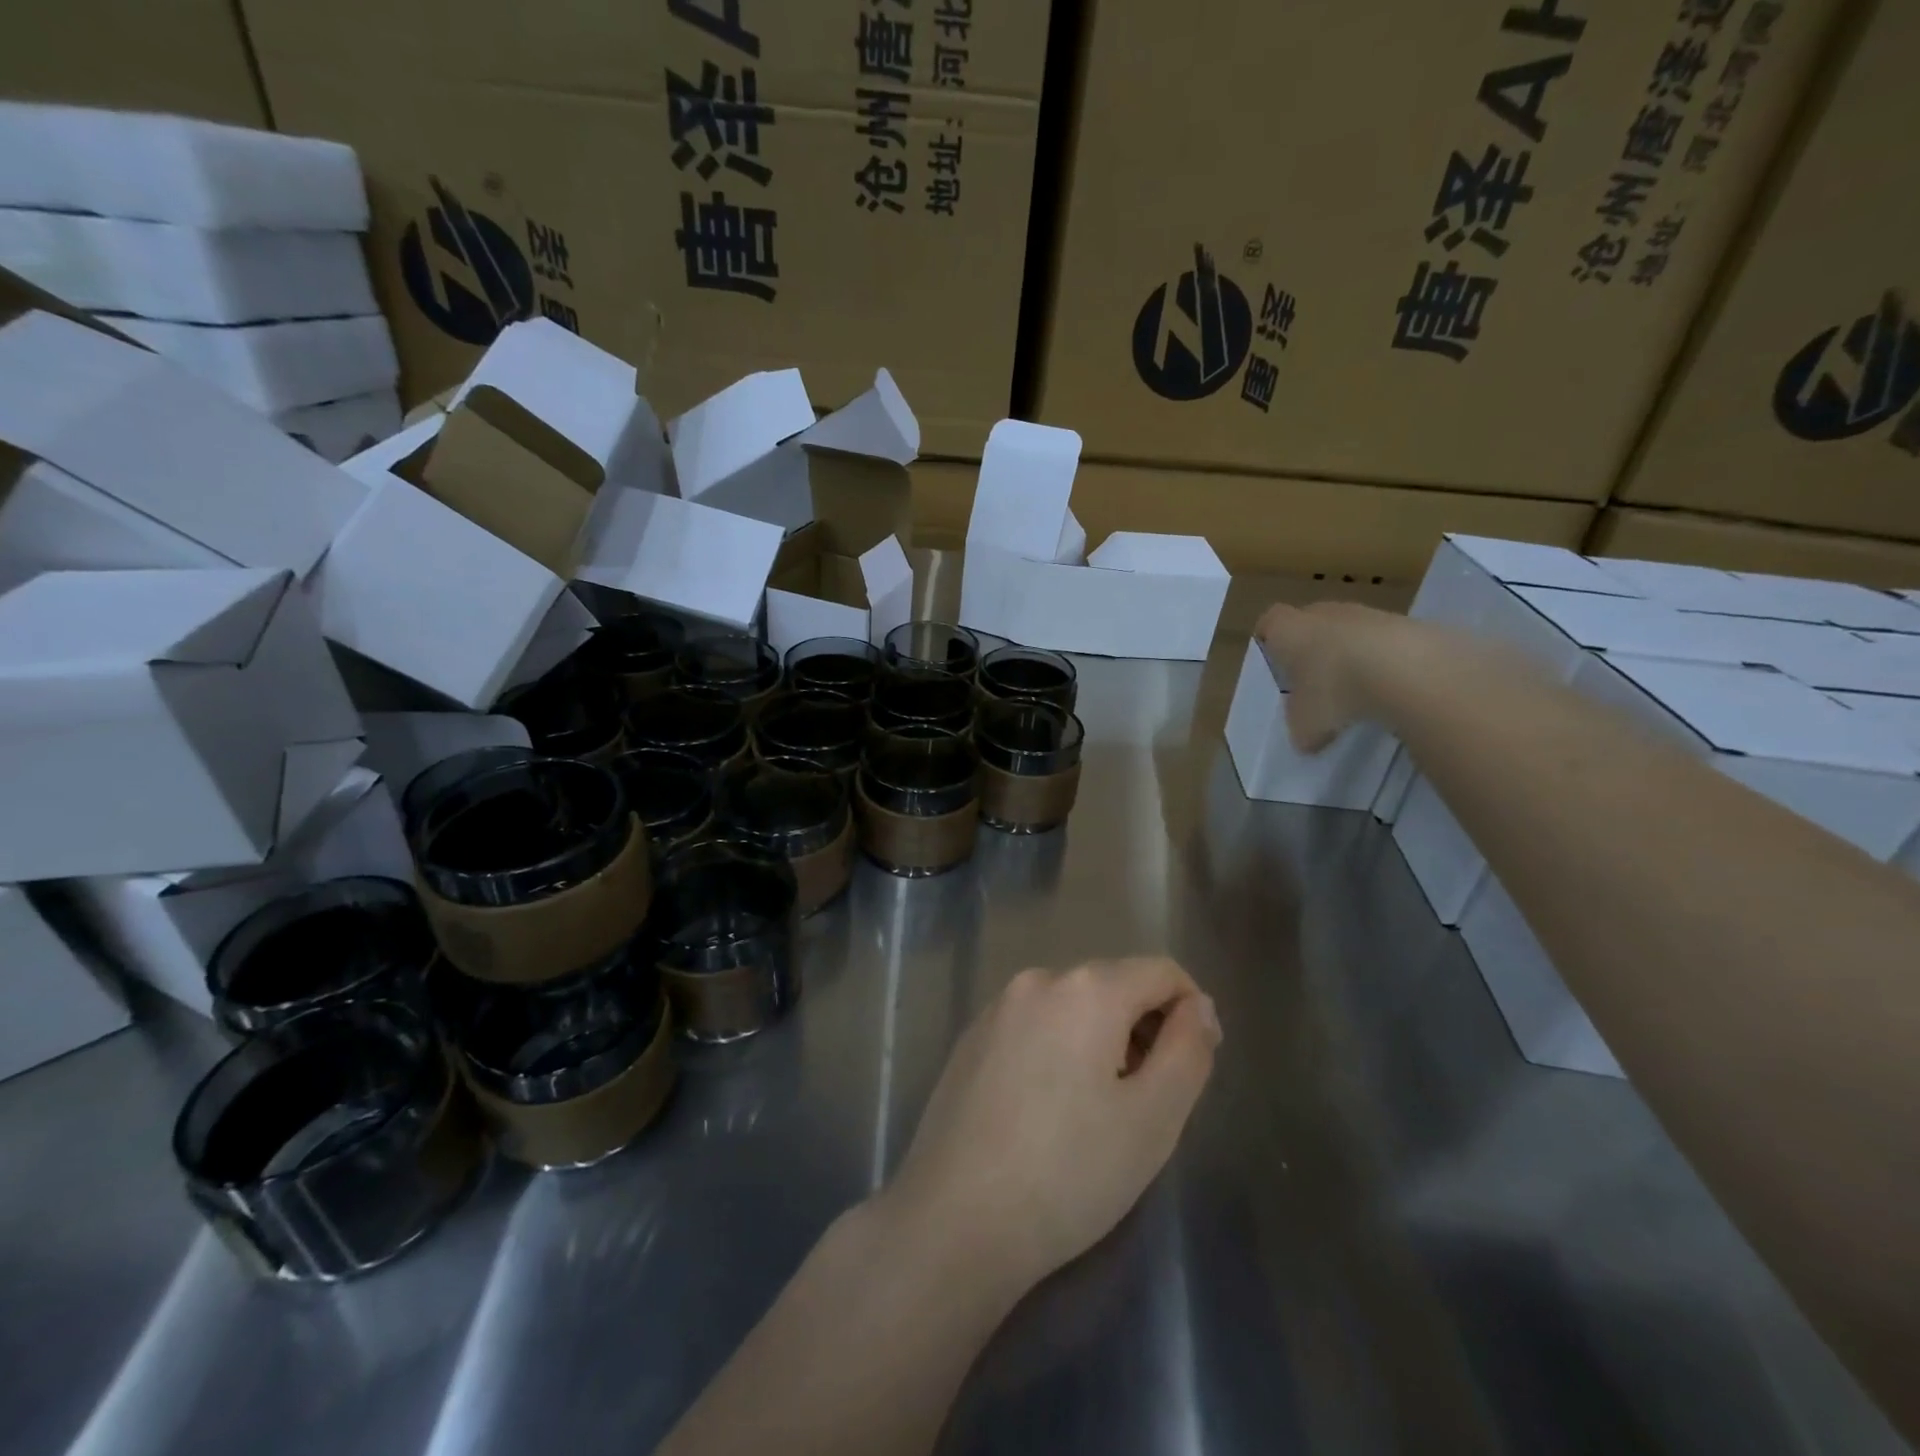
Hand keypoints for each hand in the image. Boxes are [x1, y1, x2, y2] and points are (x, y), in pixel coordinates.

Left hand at [878, 958, 1220, 1297]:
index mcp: (1087, 989)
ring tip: (1098, 1112)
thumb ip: (1188, 1050)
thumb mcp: (1154, 1118)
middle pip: (1114, 985)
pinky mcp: (970, 1037)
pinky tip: (1049, 1110)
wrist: (954, 1219)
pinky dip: (1058, 1049)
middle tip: (1147, 1101)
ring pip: (1072, 1006)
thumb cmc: (1069, 1172)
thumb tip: (1198, 1005)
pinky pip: (1034, 1025)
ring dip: (1101, 1040)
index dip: (1191, 1011)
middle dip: (1143, 1028)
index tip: (1194, 1066)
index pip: (1161, 972)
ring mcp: (997, 1007)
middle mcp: (1038, 980)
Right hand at [1256, 600, 1413, 750]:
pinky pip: (1385, 643)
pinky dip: (1384, 662)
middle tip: (1313, 684)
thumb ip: (1299, 728)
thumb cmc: (1334, 691)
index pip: (1269, 622)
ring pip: (1349, 633)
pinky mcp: (1406, 623)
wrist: (1407, 670)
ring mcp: (1366, 614)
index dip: (1269, 640)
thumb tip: (1305, 738)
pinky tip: (1389, 689)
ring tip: (1356, 692)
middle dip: (1311, 651)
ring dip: (1350, 656)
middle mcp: (1323, 613)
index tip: (1273, 662)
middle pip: (1310, 625)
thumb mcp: (1304, 725)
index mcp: (1288, 630)